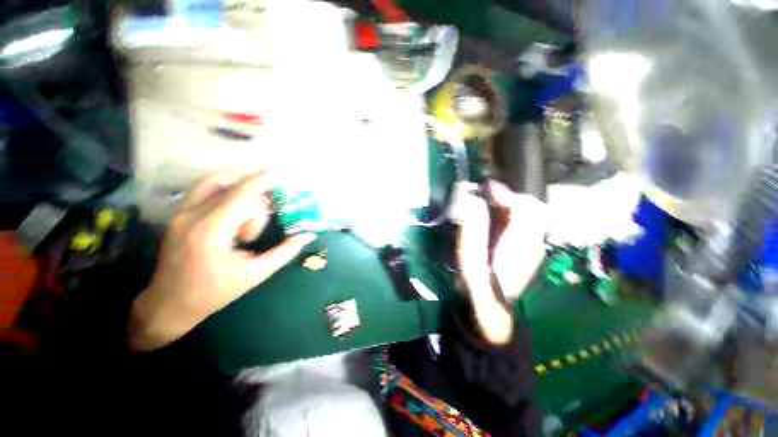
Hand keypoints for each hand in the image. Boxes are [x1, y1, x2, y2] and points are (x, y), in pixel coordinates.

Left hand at [128, 172, 315, 351]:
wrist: (170, 304)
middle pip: (233, 189)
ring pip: (214, 183)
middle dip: (255, 204)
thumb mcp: (255, 274)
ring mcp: (181, 213)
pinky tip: (234, 213)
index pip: (241, 194)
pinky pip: (205, 191)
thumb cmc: (215, 292)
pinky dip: (226, 193)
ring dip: (239, 191)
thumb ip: (285, 252)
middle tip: (257, 231)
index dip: (263, 182)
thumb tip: (307, 235)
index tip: (282, 177)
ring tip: (246, 218)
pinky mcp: (179, 215)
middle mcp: (192, 216)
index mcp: (211, 232)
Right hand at [450, 180, 545, 343]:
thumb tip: (473, 200)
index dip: (505, 193)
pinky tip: (495, 220)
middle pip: (530, 209)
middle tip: (485, 194)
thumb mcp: (471, 255)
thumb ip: (473, 226)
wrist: (492, 310)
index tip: (485, 188)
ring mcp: (534, 248)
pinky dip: (510, 217)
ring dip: (508, 206)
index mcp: (522, 242)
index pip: (525, 207)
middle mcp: (534, 242)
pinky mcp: (528, 253)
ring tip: (488, 203)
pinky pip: (524, 226)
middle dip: (508, 197)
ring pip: (528, 217)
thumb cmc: (479, 283)